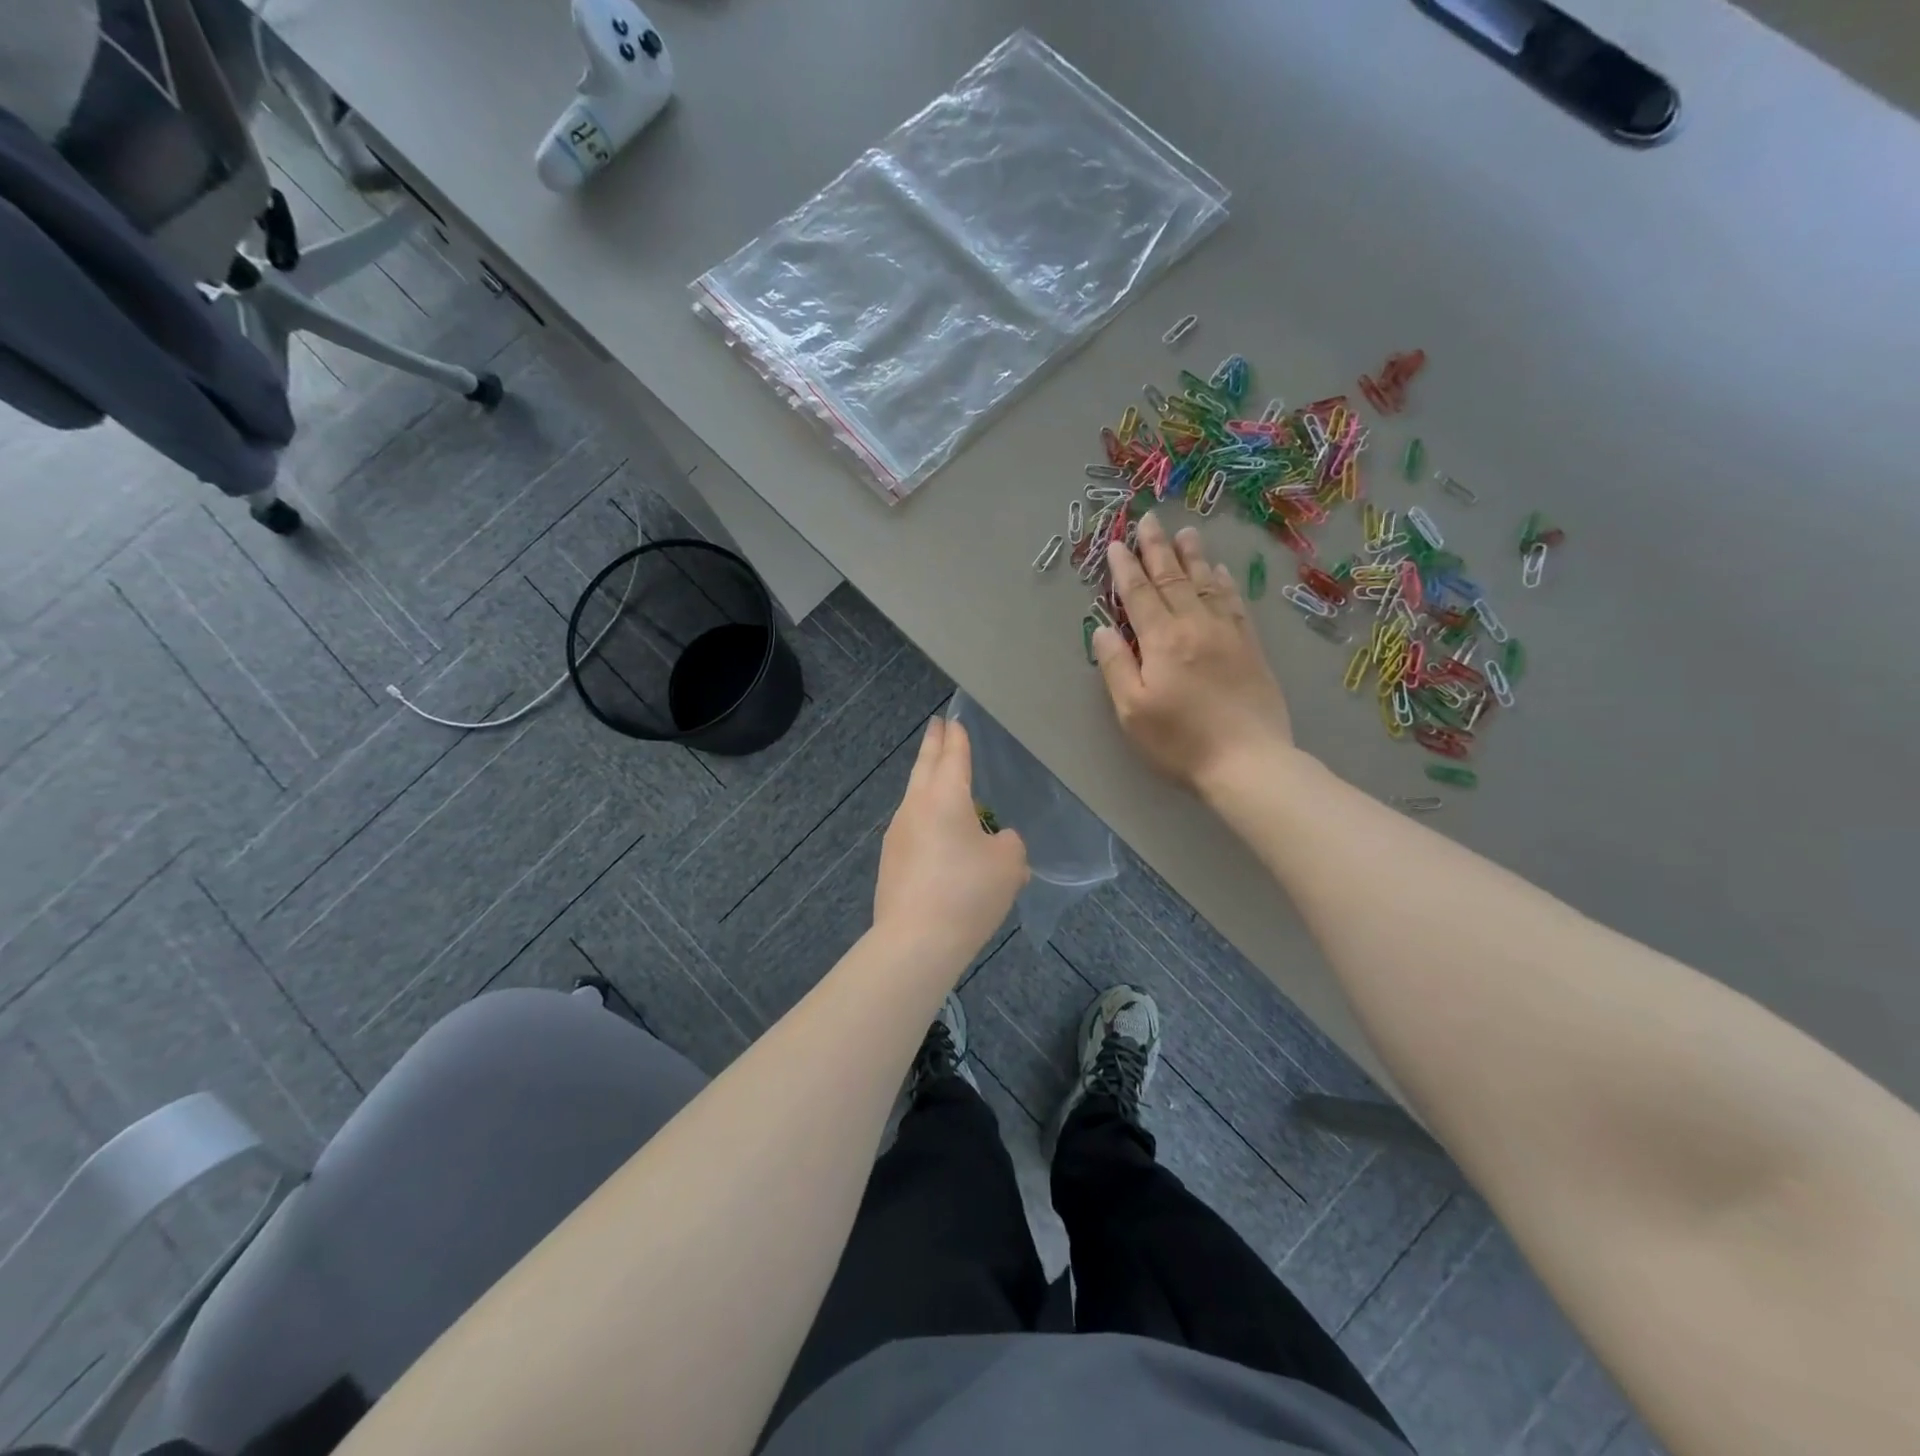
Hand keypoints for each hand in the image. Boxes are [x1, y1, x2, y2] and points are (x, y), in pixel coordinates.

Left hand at [874, 718, 1028, 964]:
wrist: (916, 942)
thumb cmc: (967, 893)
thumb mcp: (1008, 865)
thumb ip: (1008, 844)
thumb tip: (997, 843)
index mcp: (945, 797)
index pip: (953, 756)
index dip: (957, 736)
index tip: (954, 719)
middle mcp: (916, 807)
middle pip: (925, 767)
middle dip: (933, 745)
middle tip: (937, 726)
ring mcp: (898, 834)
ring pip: (915, 797)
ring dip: (927, 782)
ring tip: (939, 777)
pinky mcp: (891, 861)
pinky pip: (913, 827)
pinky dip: (926, 818)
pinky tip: (938, 834)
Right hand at [1092, 512, 1293, 793]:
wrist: (1248, 760)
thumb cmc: (1180, 741)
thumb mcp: (1132, 710)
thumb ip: (1116, 666)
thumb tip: (1102, 629)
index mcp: (1162, 641)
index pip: (1139, 594)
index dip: (1126, 568)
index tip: (1117, 544)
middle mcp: (1195, 626)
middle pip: (1173, 579)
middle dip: (1157, 548)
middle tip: (1149, 519)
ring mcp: (1227, 633)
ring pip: (1207, 583)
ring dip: (1193, 556)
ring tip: (1184, 531)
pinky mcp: (1251, 647)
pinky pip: (1235, 603)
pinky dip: (1225, 582)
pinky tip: (1220, 571)